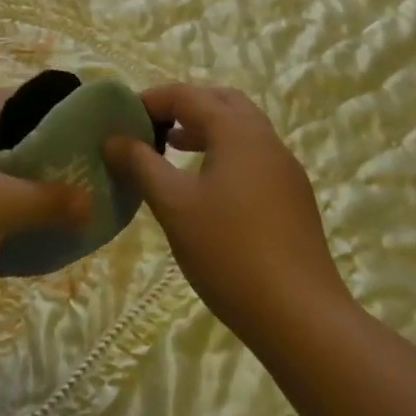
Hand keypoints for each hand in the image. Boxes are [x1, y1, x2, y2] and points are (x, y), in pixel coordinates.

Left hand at [0, 90, 91, 333]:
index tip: (75, 126)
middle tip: (75, 175)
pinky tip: (28, 256)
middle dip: (35, 162)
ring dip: (18, 204)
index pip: (3, 101)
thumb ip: (49, 201)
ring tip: (60, 215)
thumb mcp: (1, 202)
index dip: (39, 109)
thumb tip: (91, 204)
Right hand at [103, 84, 351, 345]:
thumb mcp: (173, 205)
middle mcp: (266, 140)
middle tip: (154, 127)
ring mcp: (286, 170)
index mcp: (238, 132)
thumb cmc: (229, 252)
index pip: (188, 95)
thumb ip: (140, 165)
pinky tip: (208, 189)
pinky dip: (226, 154)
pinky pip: (254, 157)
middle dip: (185, 106)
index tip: (123, 118)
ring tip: (174, 151)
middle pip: (222, 102)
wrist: (303, 320)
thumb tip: (113, 139)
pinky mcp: (295, 199)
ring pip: (242, 130)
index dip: (152, 100)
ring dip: (207, 130)